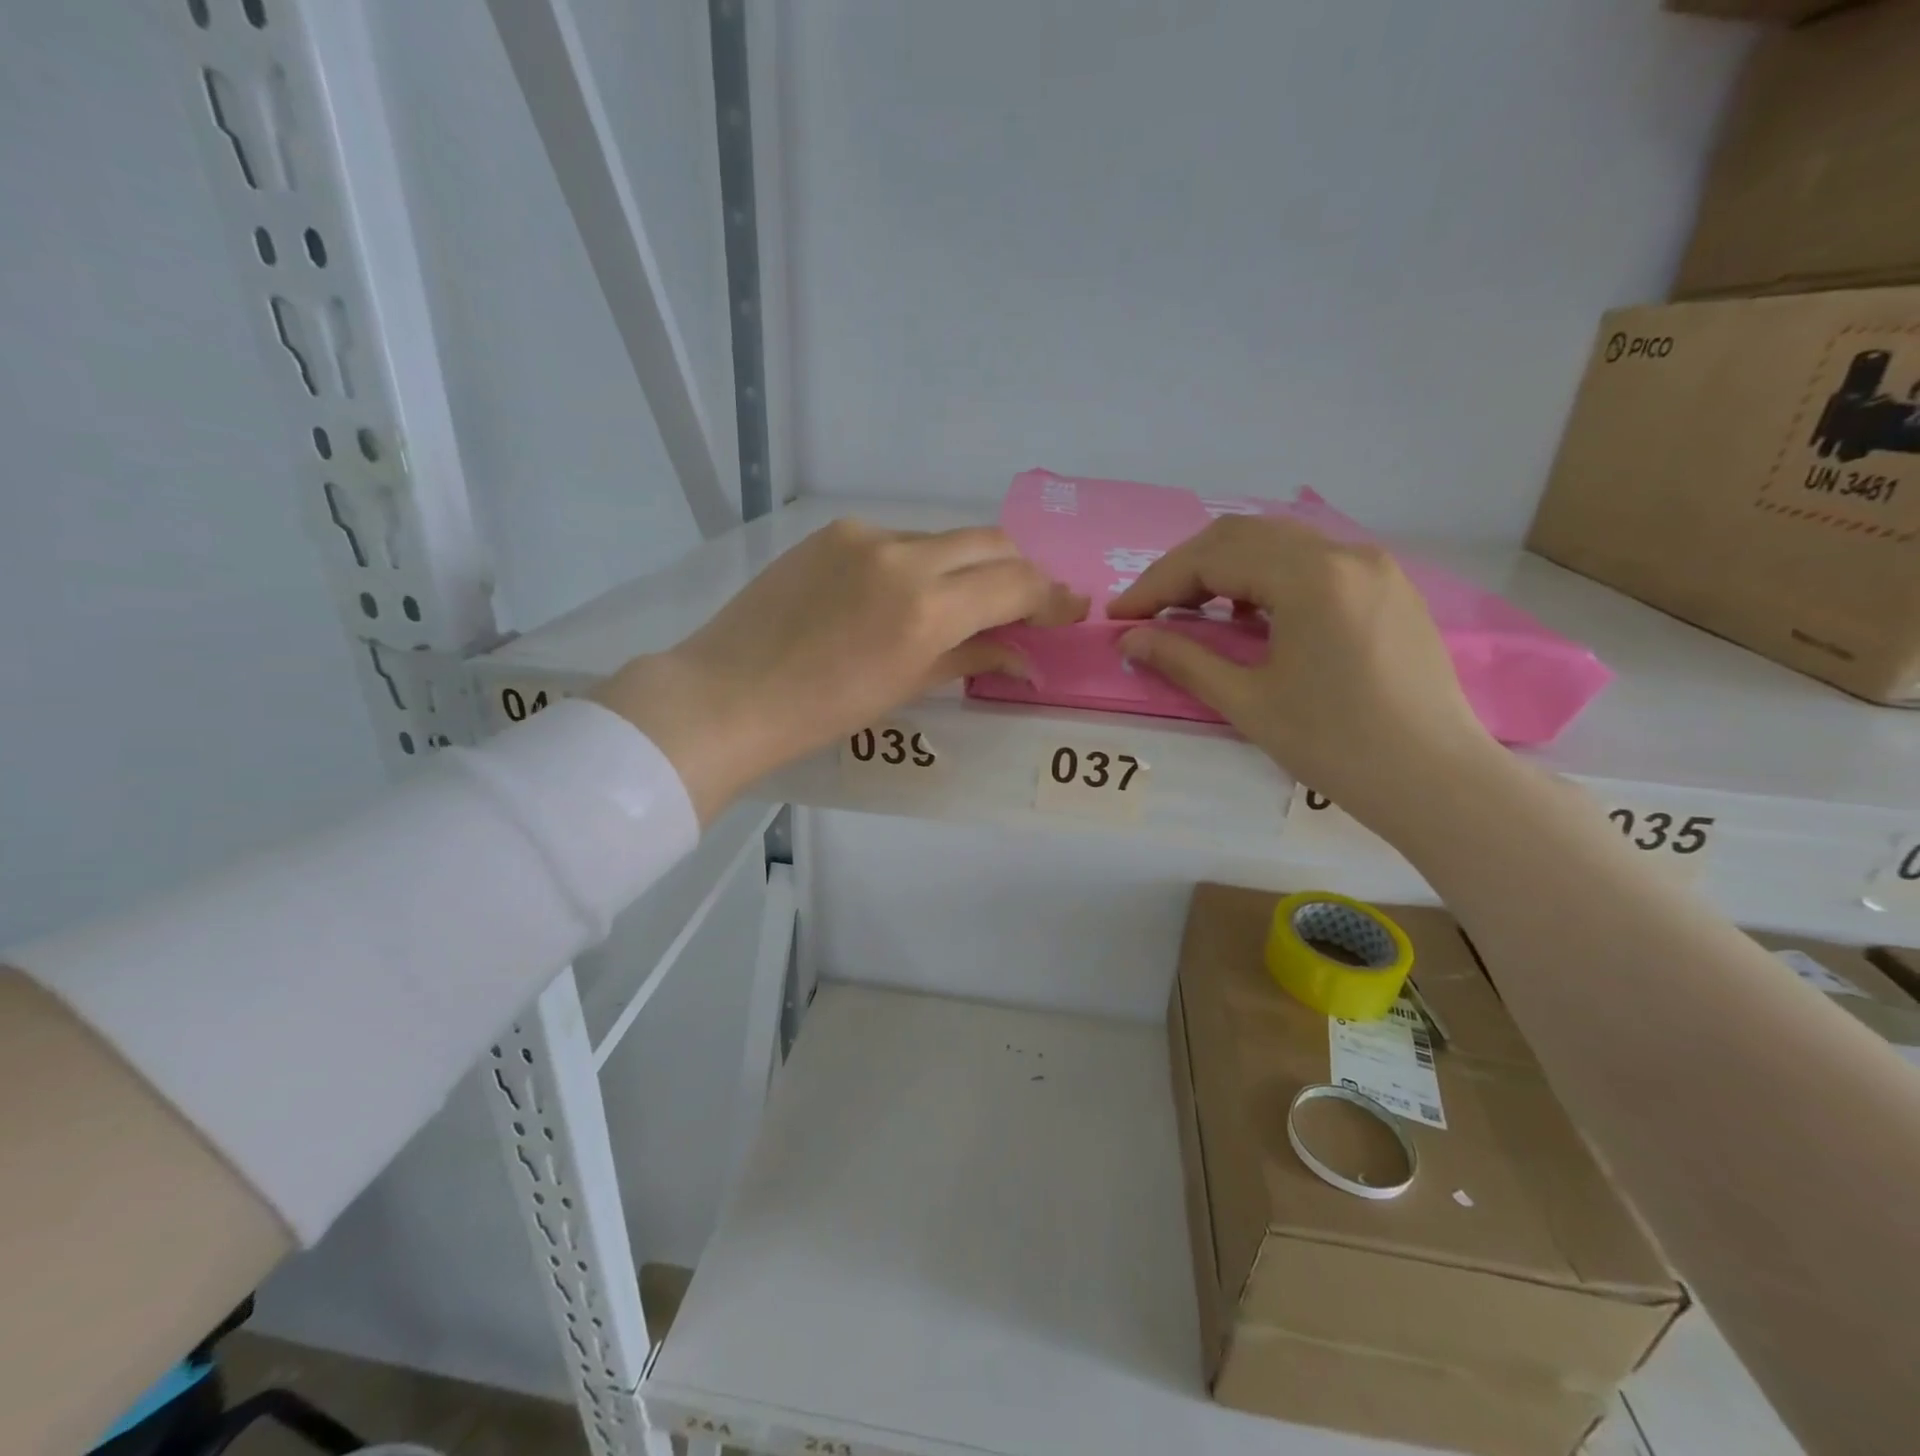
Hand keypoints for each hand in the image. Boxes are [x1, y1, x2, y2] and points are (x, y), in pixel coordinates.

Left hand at [594, 518, 1085, 821]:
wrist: (727, 693)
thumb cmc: (820, 711)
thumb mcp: (904, 687)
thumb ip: (970, 658)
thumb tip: (1022, 656)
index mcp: (925, 607)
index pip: (1014, 584)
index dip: (1051, 597)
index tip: (1071, 609)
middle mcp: (903, 556)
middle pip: (990, 543)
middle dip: (1019, 571)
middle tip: (1028, 603)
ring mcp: (864, 536)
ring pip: (943, 539)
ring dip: (968, 567)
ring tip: (964, 603)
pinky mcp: (832, 532)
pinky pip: (897, 540)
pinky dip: (921, 563)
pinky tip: (903, 595)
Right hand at [1107, 515, 1496, 837]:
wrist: (1437, 780)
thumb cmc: (1337, 746)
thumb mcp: (1249, 703)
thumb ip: (1184, 660)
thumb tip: (1129, 638)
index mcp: (1311, 578)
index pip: (1213, 557)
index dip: (1157, 583)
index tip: (1121, 616)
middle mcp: (1344, 554)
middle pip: (1242, 536)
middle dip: (1186, 569)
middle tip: (1150, 611)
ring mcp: (1372, 566)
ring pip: (1278, 543)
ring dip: (1225, 569)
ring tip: (1192, 613)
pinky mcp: (1387, 586)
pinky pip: (1312, 561)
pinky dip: (1266, 578)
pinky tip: (1251, 617)